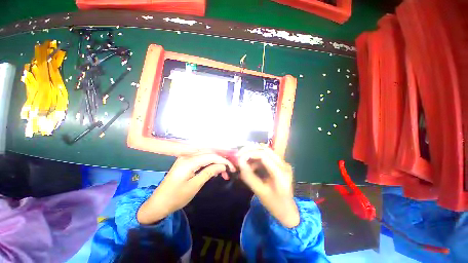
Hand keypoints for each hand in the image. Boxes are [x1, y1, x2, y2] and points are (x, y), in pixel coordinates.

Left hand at [137, 152, 234, 224]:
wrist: (158, 203)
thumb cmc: (176, 197)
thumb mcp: (194, 186)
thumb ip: (209, 172)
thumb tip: (222, 166)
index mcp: (189, 162)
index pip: (211, 156)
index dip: (223, 161)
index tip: (232, 169)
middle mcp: (187, 156)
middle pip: (209, 153)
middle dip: (220, 161)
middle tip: (229, 171)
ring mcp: (185, 157)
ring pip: (205, 155)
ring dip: (215, 162)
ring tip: (222, 172)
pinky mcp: (185, 161)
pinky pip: (200, 159)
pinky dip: (209, 163)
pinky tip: (213, 171)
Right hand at [237, 146, 299, 227]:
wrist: (287, 210)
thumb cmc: (274, 204)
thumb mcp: (259, 191)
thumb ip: (248, 176)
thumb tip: (239, 162)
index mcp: (281, 173)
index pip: (263, 155)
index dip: (250, 153)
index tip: (239, 157)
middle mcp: (284, 164)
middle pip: (265, 149)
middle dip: (250, 150)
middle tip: (239, 154)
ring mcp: (283, 163)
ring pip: (265, 151)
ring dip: (253, 153)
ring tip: (243, 161)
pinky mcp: (280, 164)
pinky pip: (266, 156)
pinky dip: (256, 158)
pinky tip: (251, 165)